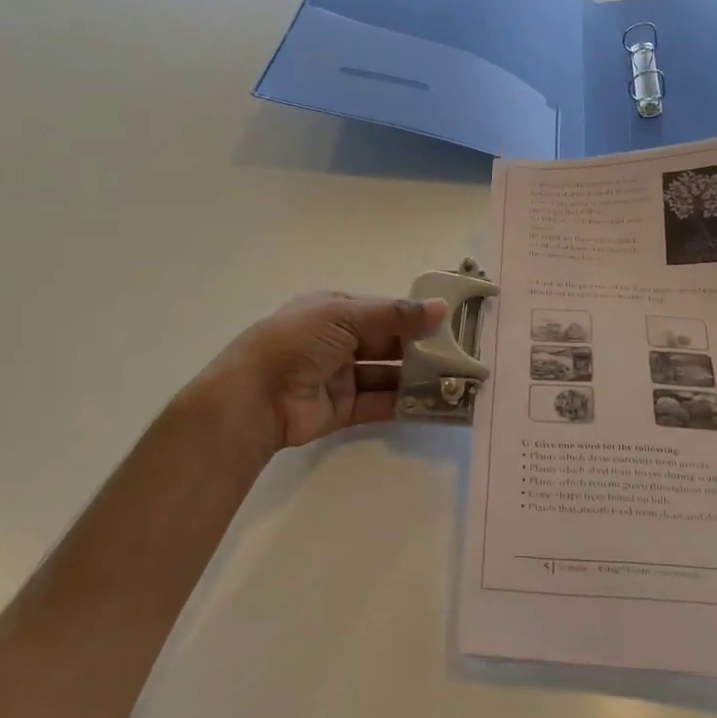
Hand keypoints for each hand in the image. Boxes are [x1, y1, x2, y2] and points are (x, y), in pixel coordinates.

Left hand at [186, 293, 449, 462]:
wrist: (256, 395)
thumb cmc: (298, 341)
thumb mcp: (345, 316)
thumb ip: (395, 316)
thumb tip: (442, 308)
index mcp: (336, 310)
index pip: (384, 311)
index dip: (415, 317)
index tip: (451, 323)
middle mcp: (340, 341)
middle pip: (389, 344)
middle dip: (421, 349)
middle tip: (460, 356)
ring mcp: (341, 376)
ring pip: (388, 375)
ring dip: (417, 378)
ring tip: (455, 381)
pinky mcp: (343, 409)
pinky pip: (380, 403)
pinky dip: (406, 404)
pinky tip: (434, 405)